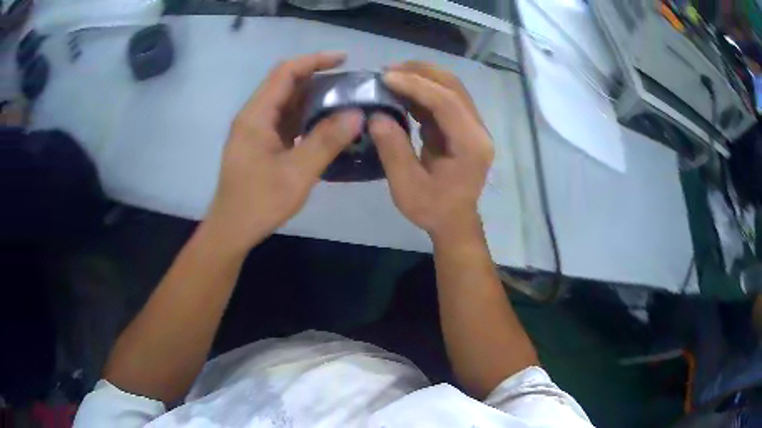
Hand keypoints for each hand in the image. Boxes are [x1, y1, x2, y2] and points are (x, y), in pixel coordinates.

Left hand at [205, 52, 362, 253]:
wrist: (232, 229)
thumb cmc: (259, 203)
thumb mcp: (297, 174)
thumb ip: (326, 142)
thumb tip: (357, 114)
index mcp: (256, 116)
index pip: (285, 72)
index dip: (314, 60)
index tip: (344, 60)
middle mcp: (253, 115)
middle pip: (285, 83)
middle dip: (317, 77)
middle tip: (349, 84)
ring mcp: (255, 129)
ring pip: (286, 101)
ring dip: (312, 97)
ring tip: (343, 101)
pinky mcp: (259, 142)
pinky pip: (284, 119)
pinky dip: (305, 116)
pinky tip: (325, 124)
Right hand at [370, 62, 493, 241]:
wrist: (454, 222)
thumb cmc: (432, 209)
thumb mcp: (407, 186)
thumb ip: (393, 149)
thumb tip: (376, 115)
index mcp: (470, 146)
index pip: (447, 102)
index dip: (416, 85)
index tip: (386, 77)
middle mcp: (478, 131)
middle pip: (454, 88)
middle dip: (421, 72)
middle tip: (388, 69)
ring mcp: (473, 128)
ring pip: (451, 89)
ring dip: (423, 77)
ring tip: (393, 75)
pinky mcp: (463, 128)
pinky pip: (445, 100)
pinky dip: (423, 91)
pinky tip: (402, 90)